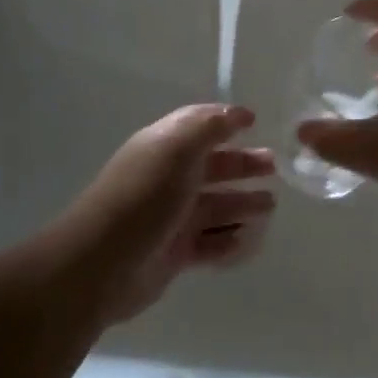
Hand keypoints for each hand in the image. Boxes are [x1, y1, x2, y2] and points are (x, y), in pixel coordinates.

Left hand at [53, 105, 275, 324]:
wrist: (102, 264)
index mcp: (163, 147)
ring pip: (214, 206)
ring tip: (270, 205)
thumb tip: (237, 113)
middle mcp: (168, 178)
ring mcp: (171, 218)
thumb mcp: (177, 149)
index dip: (225, 121)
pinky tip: (248, 238)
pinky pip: (209, 242)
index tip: (255, 122)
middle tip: (274, 167)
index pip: (197, 125)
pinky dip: (229, 240)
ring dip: (242, 203)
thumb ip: (209, 127)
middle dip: (242, 164)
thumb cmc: (144, 197)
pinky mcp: (174, 253)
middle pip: (211, 166)